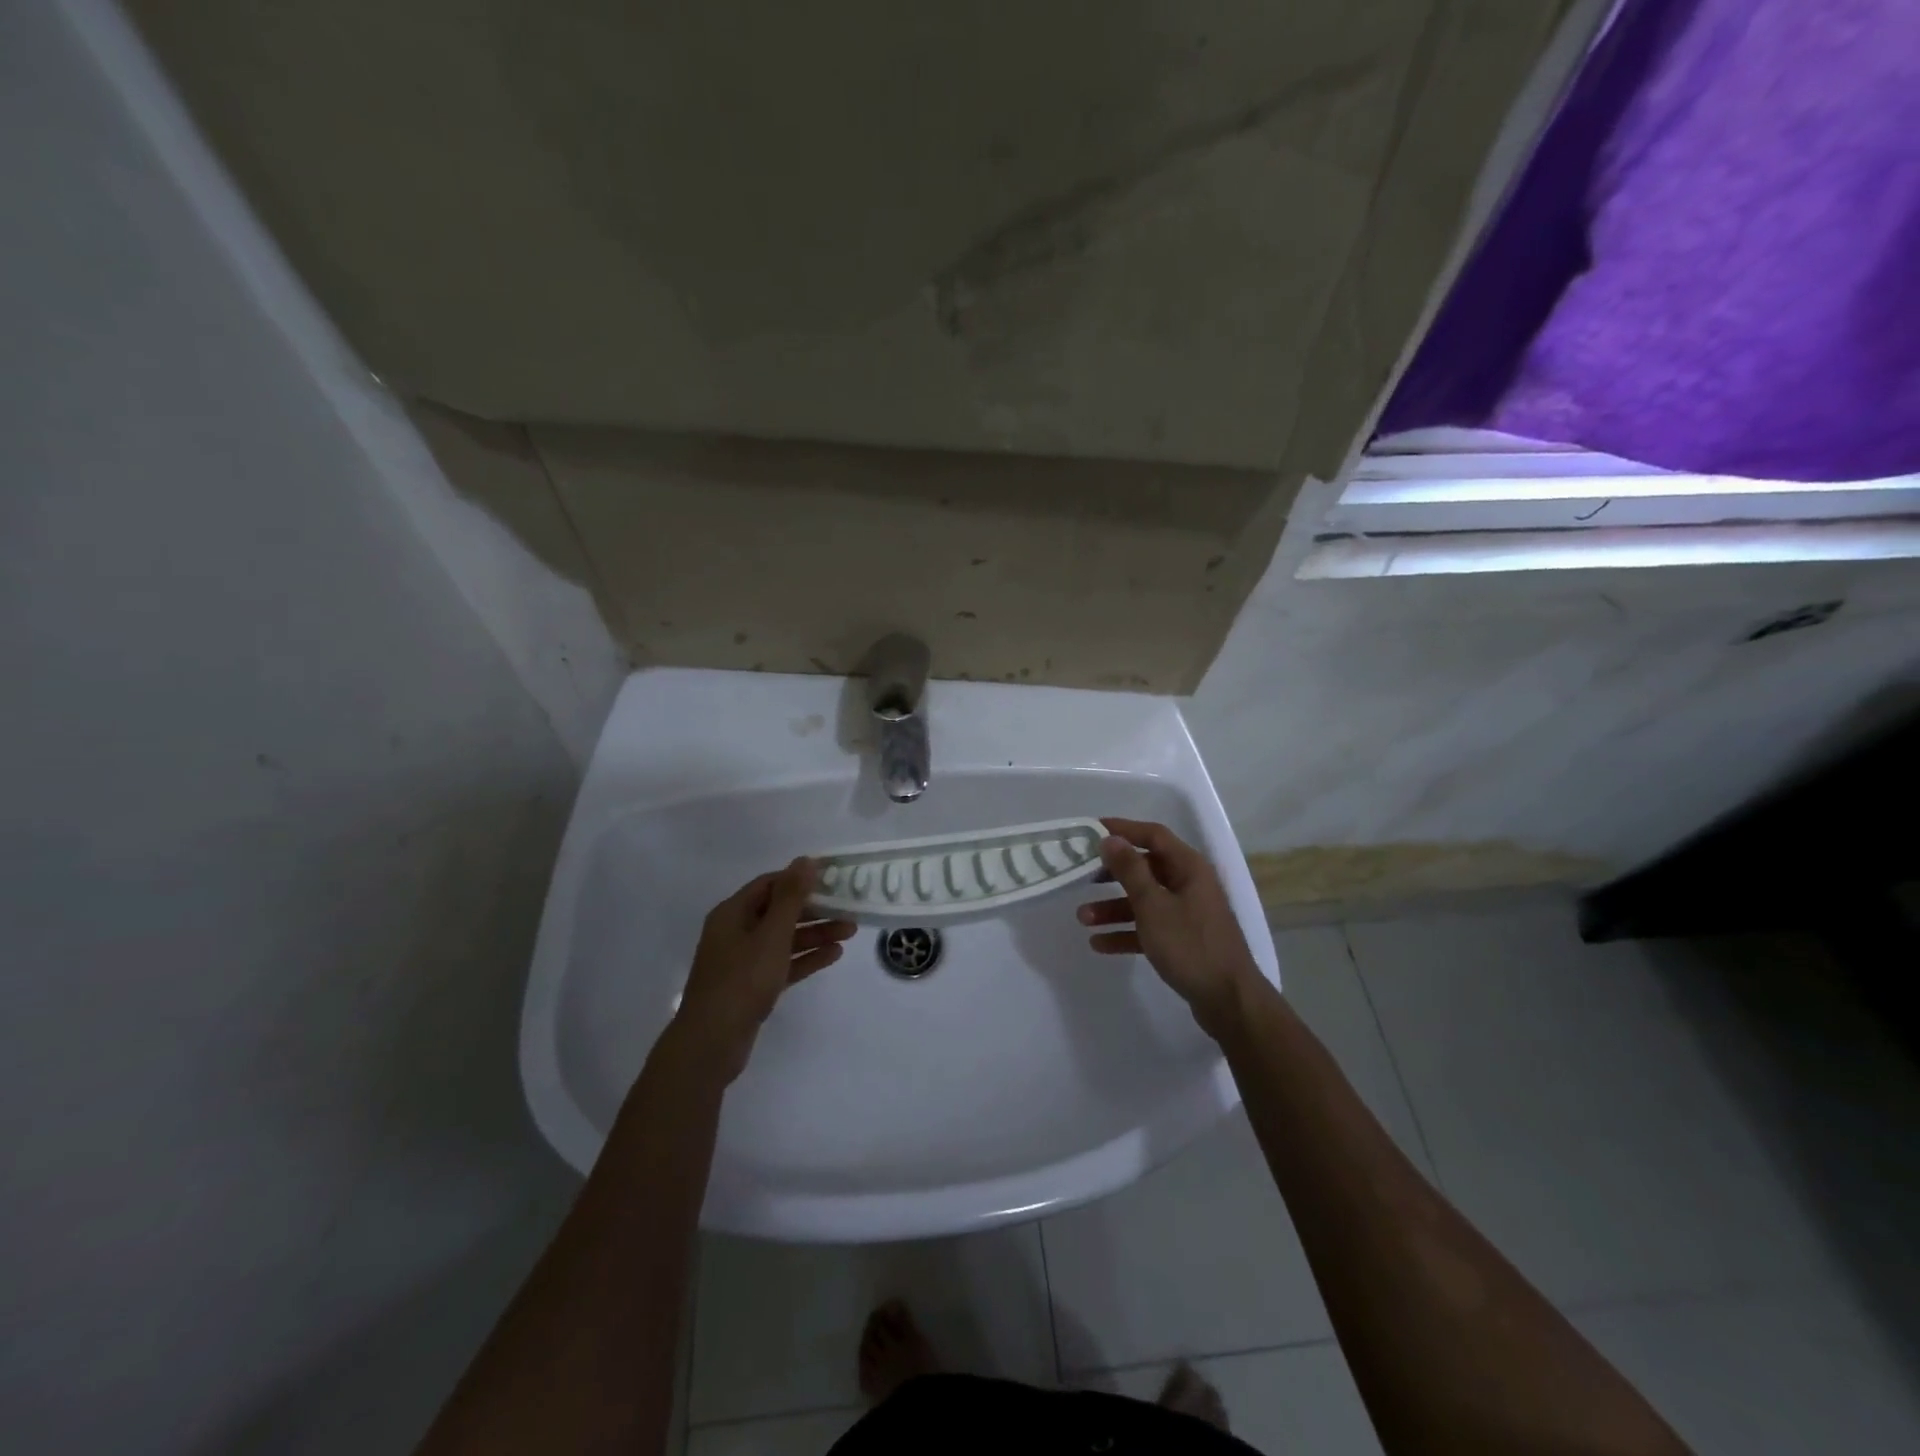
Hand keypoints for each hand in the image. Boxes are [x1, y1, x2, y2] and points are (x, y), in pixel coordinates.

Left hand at [672, 858, 856, 1081]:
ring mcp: (743, 961)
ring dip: (815, 934)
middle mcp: (735, 932)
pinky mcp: (752, 986)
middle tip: (848, 907)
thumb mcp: (771, 935)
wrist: (712, 1043)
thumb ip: (791, 897)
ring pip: (784, 939)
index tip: (832, 878)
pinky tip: (834, 955)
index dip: (800, 879)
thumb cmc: (742, 980)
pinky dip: (806, 958)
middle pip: (779, 911)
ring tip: (850, 931)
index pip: (770, 884)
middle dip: (814, 909)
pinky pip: (783, 963)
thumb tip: (805, 860)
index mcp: (732, 913)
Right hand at [1078, 818, 1264, 1039]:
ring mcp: (1188, 913)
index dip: (1123, 829)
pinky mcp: (1183, 940)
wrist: (1229, 1001)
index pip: (1153, 835)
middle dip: (1111, 873)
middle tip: (1081, 875)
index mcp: (1189, 868)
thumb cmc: (1190, 945)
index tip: (1091, 830)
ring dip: (1112, 907)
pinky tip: (1099, 944)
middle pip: (1145, 868)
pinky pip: (1149, 927)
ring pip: (1144, 901)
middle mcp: (1189, 884)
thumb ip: (1130, 871)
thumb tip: (1111, 839)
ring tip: (1082, 918)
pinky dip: (1126, 932)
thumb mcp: (1153, 905)